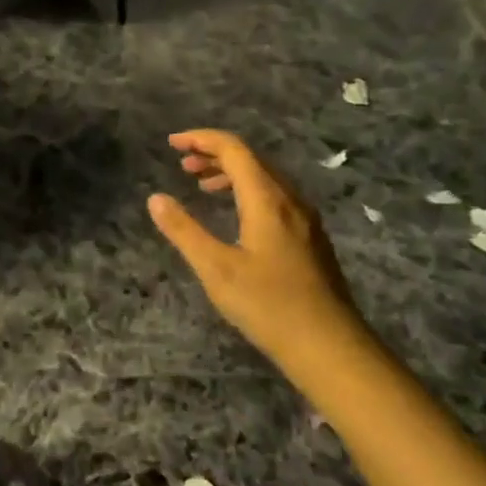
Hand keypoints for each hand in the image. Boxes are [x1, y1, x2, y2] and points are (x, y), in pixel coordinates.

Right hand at [147, 129, 364, 375]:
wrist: (330, 346)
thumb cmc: (269, 306)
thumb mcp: (216, 269)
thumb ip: (184, 230)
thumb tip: (155, 198)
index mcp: (267, 200)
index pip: (234, 150)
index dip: (201, 139)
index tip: (172, 143)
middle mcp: (290, 200)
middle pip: (251, 159)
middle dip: (214, 154)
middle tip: (182, 164)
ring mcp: (305, 219)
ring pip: (265, 178)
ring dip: (231, 173)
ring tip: (201, 186)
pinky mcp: (310, 238)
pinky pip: (275, 197)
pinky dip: (247, 191)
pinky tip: (235, 215)